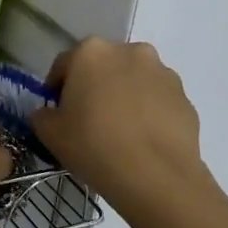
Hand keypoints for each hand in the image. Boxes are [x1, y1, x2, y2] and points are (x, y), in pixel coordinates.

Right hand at [32, 39, 207, 212]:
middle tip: (88, 119)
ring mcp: (162, 72)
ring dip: (125, 95)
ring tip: (120, 131)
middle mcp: (129, 51)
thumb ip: (42, 115)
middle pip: (103, 66)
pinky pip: (158, 100)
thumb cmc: (94, 145)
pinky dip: (149, 112)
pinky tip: (142, 140)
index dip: (56, 88)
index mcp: (91, 52)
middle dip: (95, 86)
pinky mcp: (185, 97)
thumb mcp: (49, 133)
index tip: (57, 112)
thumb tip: (48, 113)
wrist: (156, 176)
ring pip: (134, 80)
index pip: (64, 64)